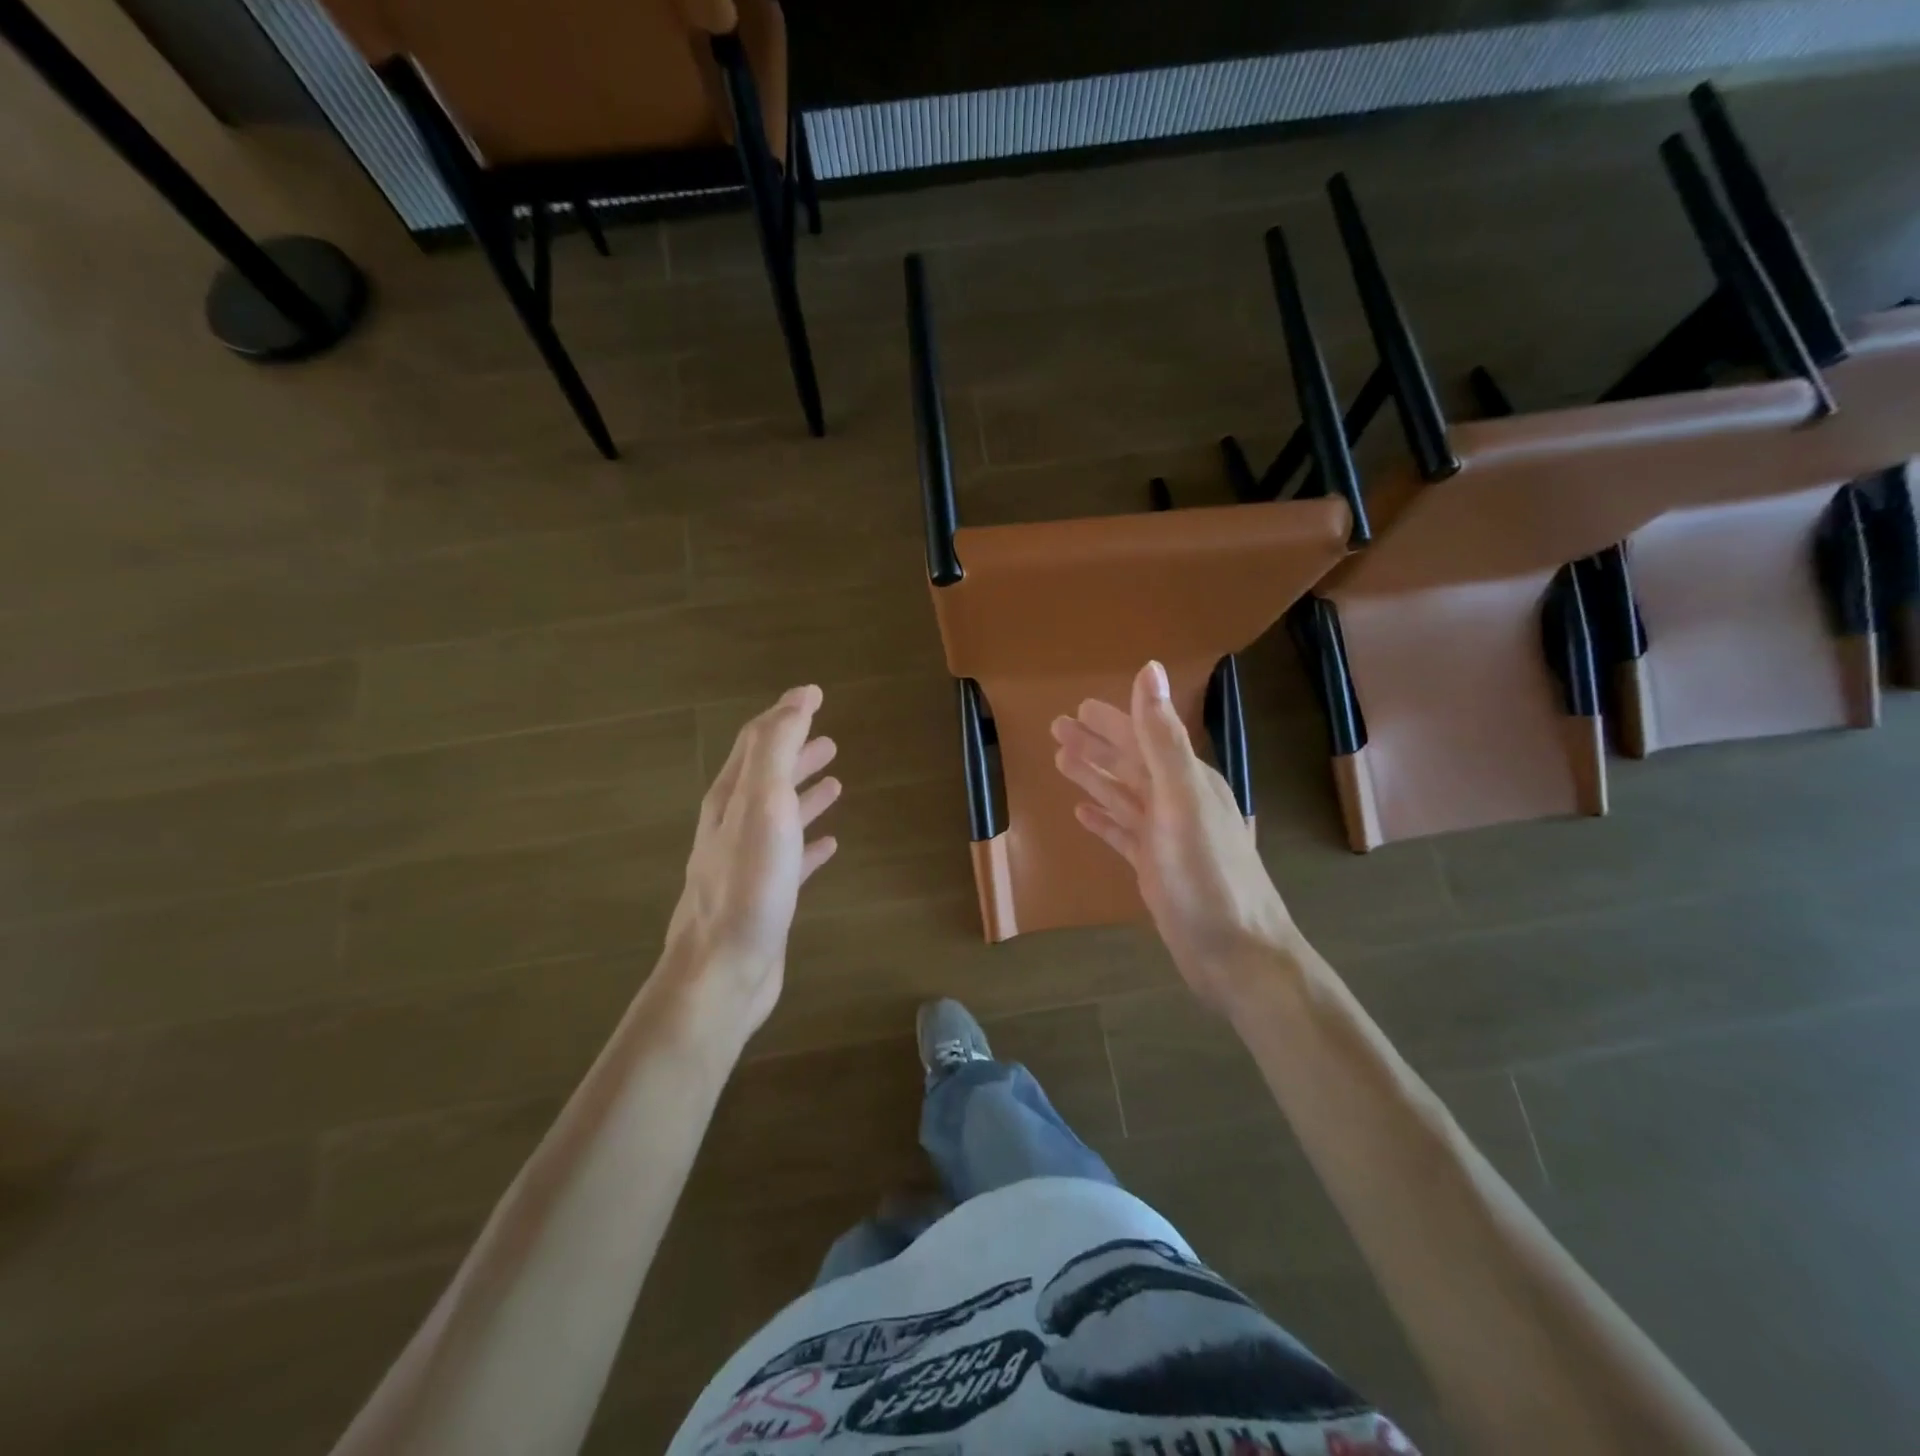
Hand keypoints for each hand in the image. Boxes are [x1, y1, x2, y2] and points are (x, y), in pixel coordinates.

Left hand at [662, 685, 840, 1033]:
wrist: (724, 969)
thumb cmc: (749, 883)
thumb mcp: (764, 803)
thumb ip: (778, 750)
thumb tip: (799, 698)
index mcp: (730, 797)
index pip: (757, 742)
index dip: (785, 715)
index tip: (814, 695)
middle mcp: (734, 824)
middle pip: (767, 776)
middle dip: (795, 753)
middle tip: (828, 740)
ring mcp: (748, 862)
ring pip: (780, 816)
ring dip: (805, 794)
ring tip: (835, 782)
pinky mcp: (765, 896)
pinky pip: (792, 858)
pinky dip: (810, 843)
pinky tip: (830, 845)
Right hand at [1052, 661, 1298, 1010]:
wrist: (1238, 954)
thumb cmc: (1207, 876)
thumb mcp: (1182, 800)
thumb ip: (1162, 738)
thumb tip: (1150, 670)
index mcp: (1187, 780)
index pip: (1143, 739)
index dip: (1112, 722)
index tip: (1079, 707)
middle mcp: (1178, 803)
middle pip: (1129, 764)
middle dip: (1095, 746)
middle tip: (1056, 729)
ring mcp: (1167, 837)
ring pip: (1123, 797)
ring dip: (1094, 778)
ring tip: (1060, 762)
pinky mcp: (1157, 868)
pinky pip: (1124, 834)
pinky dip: (1103, 821)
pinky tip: (1081, 815)